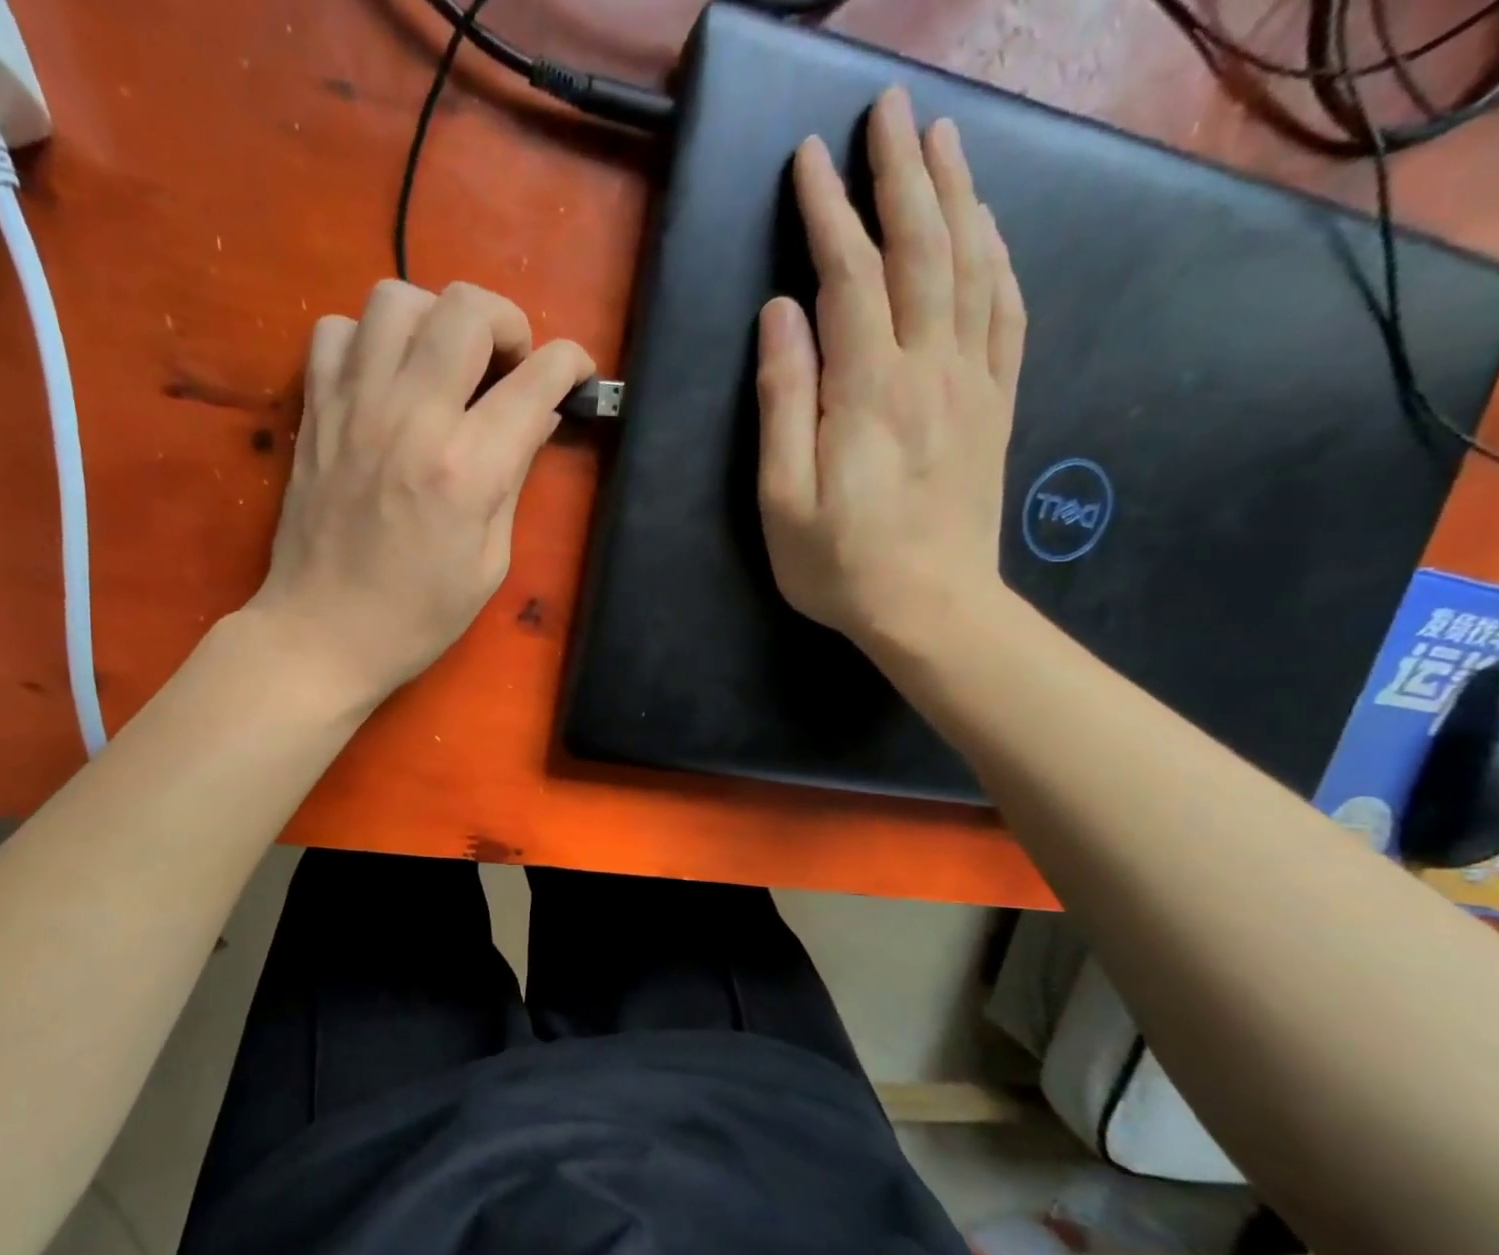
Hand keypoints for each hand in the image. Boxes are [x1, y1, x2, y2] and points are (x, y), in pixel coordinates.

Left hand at [250, 280, 593, 705]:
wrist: (322, 635)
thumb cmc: (417, 616)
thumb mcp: (489, 563)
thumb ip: (514, 480)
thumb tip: (535, 420)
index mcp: (466, 469)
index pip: (535, 379)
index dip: (570, 364)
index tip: (576, 375)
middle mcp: (411, 418)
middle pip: (467, 308)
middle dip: (507, 323)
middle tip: (508, 366)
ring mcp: (354, 407)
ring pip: (397, 298)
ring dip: (435, 319)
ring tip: (444, 364)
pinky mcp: (315, 411)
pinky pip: (336, 330)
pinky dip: (367, 340)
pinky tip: (384, 380)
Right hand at [756, 87, 1026, 659]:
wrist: (933, 610)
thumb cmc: (841, 566)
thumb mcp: (783, 499)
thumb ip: (783, 404)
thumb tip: (781, 316)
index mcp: (869, 390)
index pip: (850, 275)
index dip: (829, 212)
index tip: (809, 158)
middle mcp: (930, 367)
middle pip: (923, 248)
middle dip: (903, 173)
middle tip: (889, 110)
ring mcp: (973, 382)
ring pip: (972, 265)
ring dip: (957, 195)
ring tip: (942, 139)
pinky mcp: (996, 404)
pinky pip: (1007, 312)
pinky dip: (998, 257)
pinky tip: (989, 230)